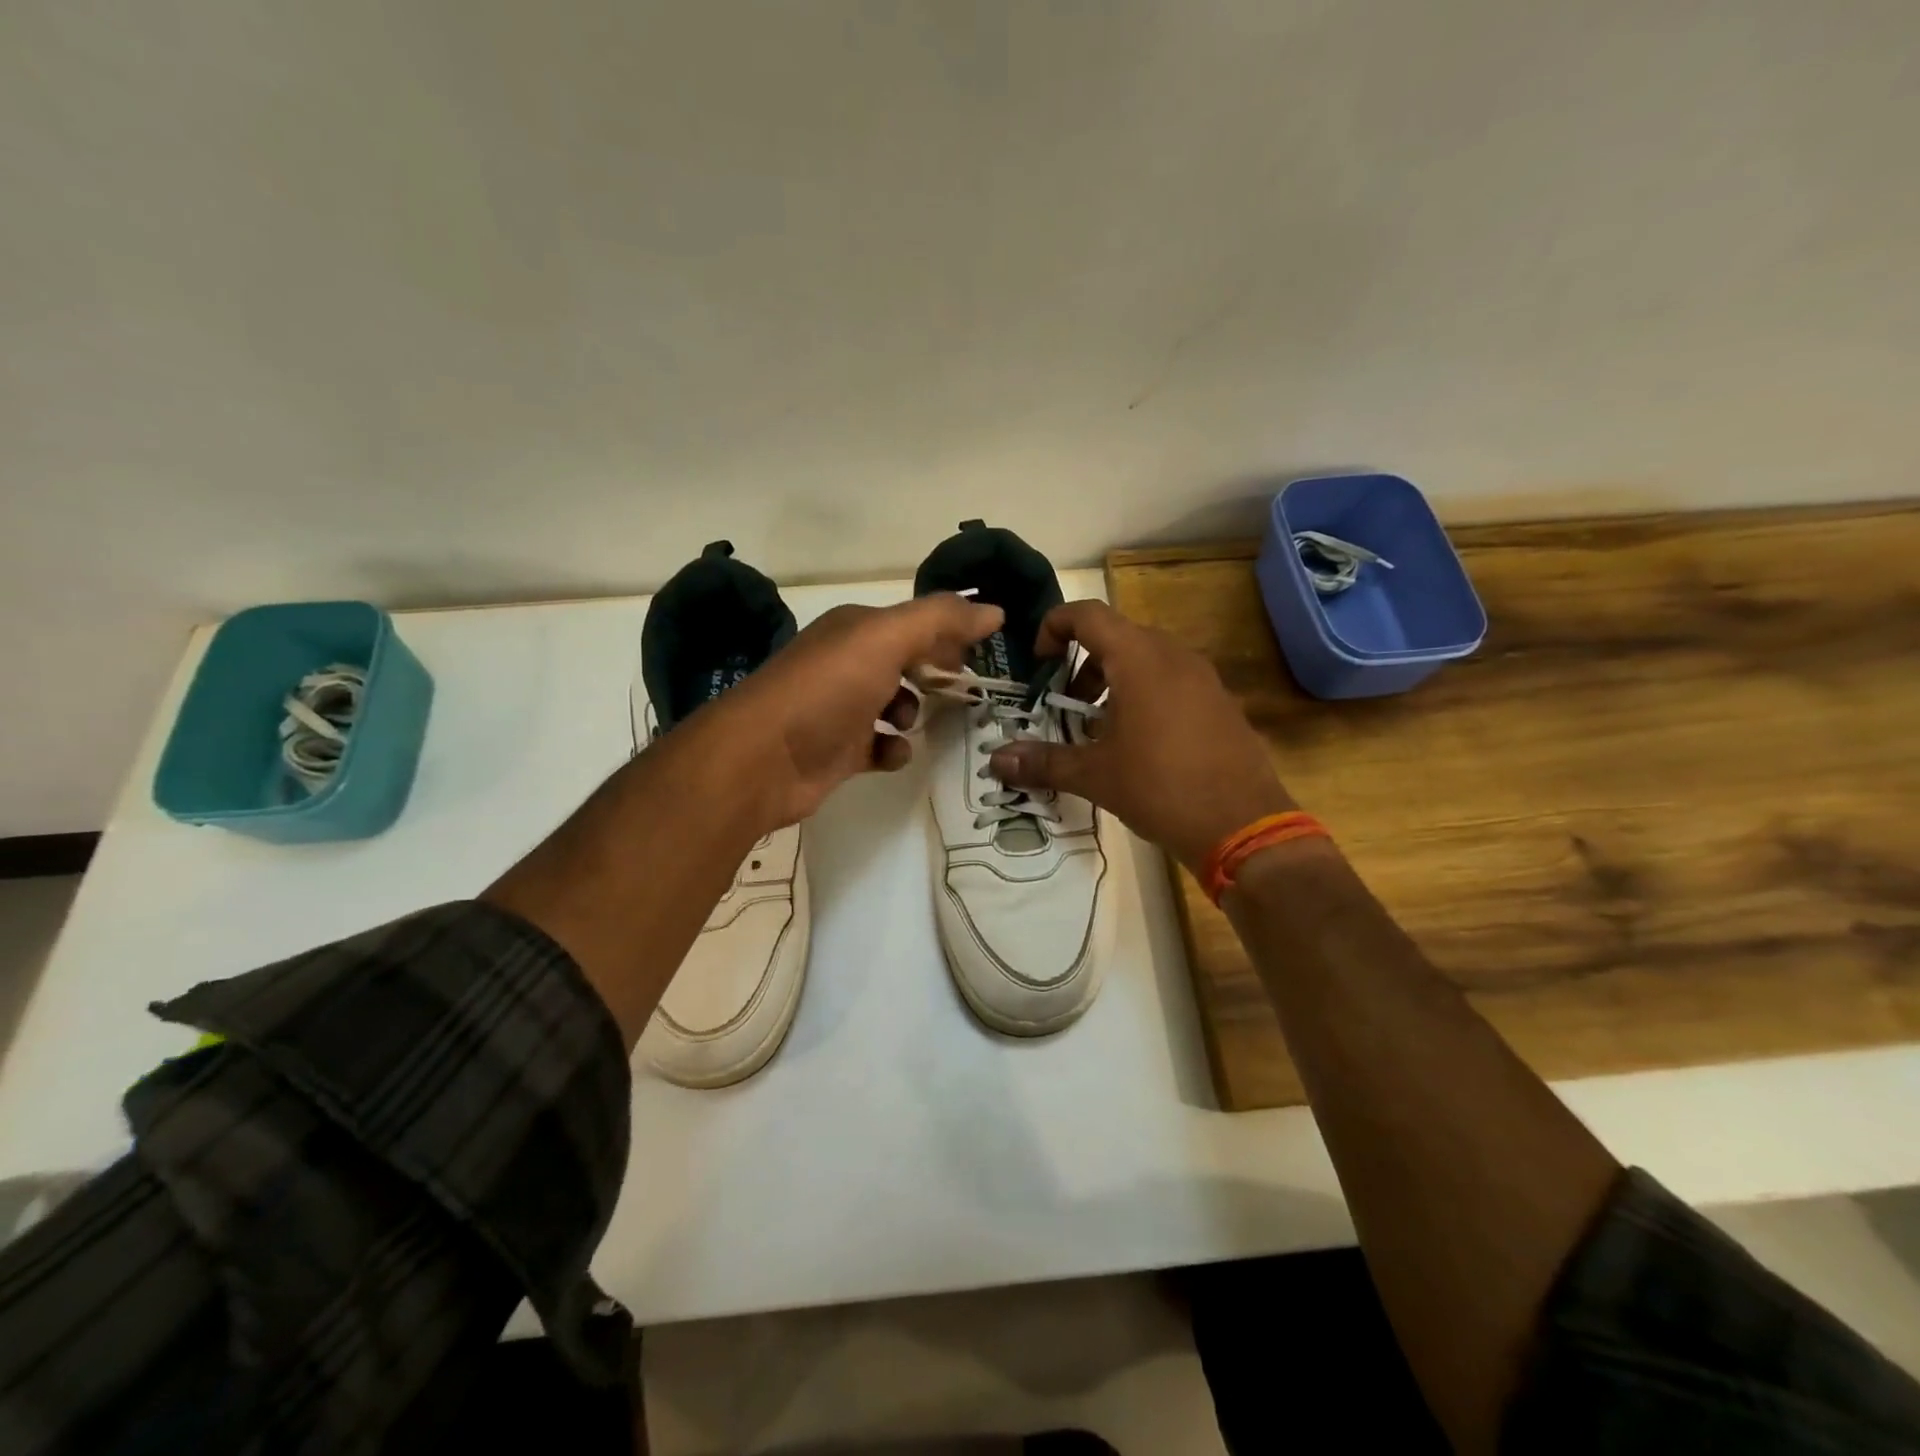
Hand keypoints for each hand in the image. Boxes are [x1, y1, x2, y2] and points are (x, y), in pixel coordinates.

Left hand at [692, 594, 1003, 830]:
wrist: (764, 758)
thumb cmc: (827, 689)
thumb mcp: (886, 639)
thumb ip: (941, 620)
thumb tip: (994, 610)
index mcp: (856, 629)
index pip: (915, 622)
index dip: (949, 633)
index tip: (982, 652)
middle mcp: (848, 663)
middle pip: (906, 662)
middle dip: (935, 674)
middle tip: (963, 690)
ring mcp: (841, 708)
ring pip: (895, 704)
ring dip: (913, 713)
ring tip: (910, 721)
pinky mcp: (839, 750)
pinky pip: (880, 746)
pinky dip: (893, 749)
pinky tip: (891, 752)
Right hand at [988, 600, 1294, 871]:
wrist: (1243, 824)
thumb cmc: (1160, 787)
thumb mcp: (1094, 776)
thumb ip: (1043, 762)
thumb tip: (997, 761)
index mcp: (1139, 659)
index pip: (1088, 615)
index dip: (1055, 626)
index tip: (1039, 661)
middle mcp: (1174, 656)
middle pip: (1117, 636)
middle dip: (1083, 664)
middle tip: (1066, 704)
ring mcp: (1204, 678)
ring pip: (1148, 659)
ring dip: (1115, 681)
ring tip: (1099, 728)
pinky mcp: (1222, 702)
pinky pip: (1174, 681)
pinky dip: (1147, 695)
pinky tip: (1140, 743)